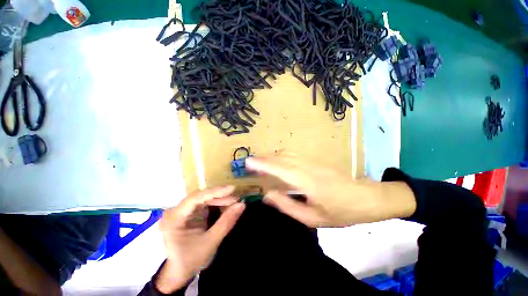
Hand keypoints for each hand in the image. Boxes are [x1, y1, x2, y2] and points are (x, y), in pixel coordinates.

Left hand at [155, 185, 244, 293]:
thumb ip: (226, 222)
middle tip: (237, 199)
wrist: (178, 273)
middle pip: (201, 197)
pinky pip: (205, 204)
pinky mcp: (190, 213)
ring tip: (234, 202)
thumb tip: (242, 205)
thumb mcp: (210, 242)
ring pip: (204, 199)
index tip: (232, 189)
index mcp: (174, 218)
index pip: (196, 198)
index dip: (215, 192)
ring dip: (220, 200)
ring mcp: (183, 211)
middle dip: (220, 197)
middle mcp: (177, 210)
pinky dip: (217, 204)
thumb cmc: (190, 260)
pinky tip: (226, 206)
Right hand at [246, 155, 415, 227]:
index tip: (248, 162)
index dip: (262, 164)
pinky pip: (293, 155)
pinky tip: (277, 161)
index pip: (279, 168)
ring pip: (287, 154)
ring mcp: (312, 161)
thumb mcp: (313, 218)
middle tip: (250, 163)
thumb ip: (287, 206)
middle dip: (263, 158)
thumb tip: (268, 195)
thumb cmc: (341, 212)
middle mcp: (307, 167)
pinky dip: (281, 156)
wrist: (366, 198)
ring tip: (260, 162)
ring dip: (271, 156)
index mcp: (306, 181)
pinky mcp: (316, 160)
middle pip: (281, 157)